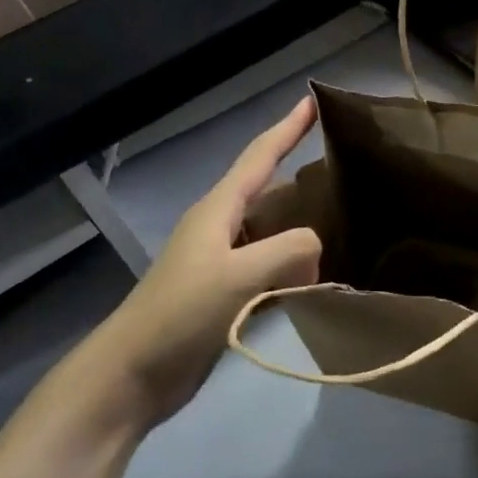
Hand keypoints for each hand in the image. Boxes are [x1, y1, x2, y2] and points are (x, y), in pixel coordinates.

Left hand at [89, 98, 322, 429]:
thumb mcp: (240, 275)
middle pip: (268, 191)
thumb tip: (317, 249)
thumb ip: (289, 250)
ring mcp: (220, 263)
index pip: (259, 156)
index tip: (313, 100)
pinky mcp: (223, 295)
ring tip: (344, 225)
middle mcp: (219, 228)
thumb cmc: (180, 315)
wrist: (130, 376)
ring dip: (301, 228)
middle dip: (303, 179)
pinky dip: (293, 266)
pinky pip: (269, 267)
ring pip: (271, 232)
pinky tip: (317, 277)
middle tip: (347, 174)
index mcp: (218, 210)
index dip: (287, 127)